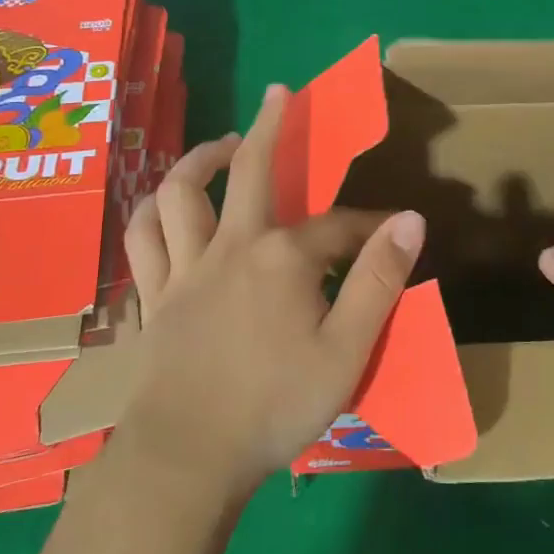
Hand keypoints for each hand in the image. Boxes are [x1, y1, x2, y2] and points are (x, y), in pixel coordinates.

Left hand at [114, 84, 425, 498]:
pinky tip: (160, 206)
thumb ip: (378, 280)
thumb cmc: (273, 406)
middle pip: (251, 170)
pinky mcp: (155, 298)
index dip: (370, 226)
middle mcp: (231, 246)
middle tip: (278, 93)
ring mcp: (186, 268)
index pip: (338, 226)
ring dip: (199, 160)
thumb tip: (411, 220)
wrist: (187, 460)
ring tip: (221, 147)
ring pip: (180, 193)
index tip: (394, 233)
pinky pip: (142, 242)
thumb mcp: (347, 350)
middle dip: (271, 126)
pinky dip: (149, 214)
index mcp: (282, 257)